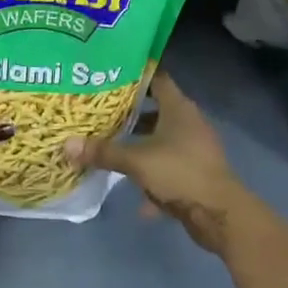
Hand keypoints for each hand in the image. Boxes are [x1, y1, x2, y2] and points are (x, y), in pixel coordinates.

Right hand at [64, 72, 255, 254]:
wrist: (220, 213)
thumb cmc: (179, 172)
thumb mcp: (136, 161)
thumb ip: (103, 152)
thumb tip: (67, 144)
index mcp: (178, 107)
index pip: (157, 78)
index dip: (135, 74)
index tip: (110, 74)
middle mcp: (188, 122)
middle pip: (155, 110)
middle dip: (129, 114)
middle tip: (100, 112)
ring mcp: (193, 148)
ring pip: (160, 141)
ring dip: (140, 147)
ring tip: (111, 149)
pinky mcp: (195, 173)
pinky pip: (167, 169)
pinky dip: (153, 179)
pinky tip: (138, 198)